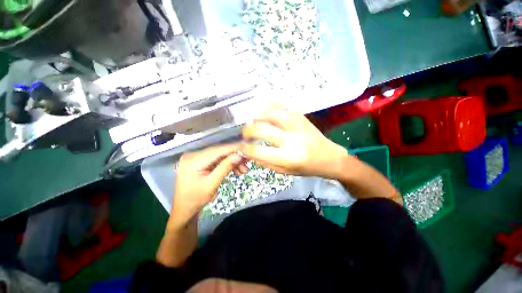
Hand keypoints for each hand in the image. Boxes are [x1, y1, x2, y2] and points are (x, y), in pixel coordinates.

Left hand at [169, 144, 244, 228]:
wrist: (184, 209)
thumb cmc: (195, 199)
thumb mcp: (212, 184)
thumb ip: (225, 168)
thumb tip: (239, 155)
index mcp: (193, 160)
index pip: (218, 150)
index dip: (234, 149)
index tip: (247, 150)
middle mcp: (194, 155)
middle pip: (220, 152)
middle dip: (235, 158)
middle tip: (247, 164)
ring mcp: (197, 157)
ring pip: (220, 156)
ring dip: (232, 162)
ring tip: (243, 170)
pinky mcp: (200, 161)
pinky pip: (217, 160)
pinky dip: (227, 164)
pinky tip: (236, 170)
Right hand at [240, 104, 349, 178]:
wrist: (330, 158)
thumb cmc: (307, 168)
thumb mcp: (286, 172)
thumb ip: (267, 162)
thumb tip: (251, 153)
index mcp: (288, 158)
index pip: (260, 151)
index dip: (246, 148)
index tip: (241, 146)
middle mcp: (293, 140)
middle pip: (265, 130)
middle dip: (249, 130)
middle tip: (244, 131)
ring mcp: (298, 126)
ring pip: (275, 114)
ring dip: (259, 113)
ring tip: (251, 116)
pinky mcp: (302, 118)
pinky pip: (286, 106)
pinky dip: (273, 103)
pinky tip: (264, 104)